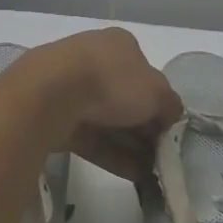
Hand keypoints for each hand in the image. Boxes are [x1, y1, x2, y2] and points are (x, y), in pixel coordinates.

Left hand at [23, 29, 182, 183]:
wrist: (51, 94)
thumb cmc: (112, 82)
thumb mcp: (157, 92)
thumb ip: (170, 105)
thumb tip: (171, 117)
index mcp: (119, 45)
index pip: (146, 75)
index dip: (159, 103)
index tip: (168, 130)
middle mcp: (94, 60)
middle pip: (126, 100)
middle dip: (144, 129)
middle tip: (161, 157)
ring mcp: (71, 88)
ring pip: (107, 121)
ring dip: (131, 147)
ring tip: (151, 174)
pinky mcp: (55, 116)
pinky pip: (90, 138)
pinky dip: (112, 156)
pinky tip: (133, 177)